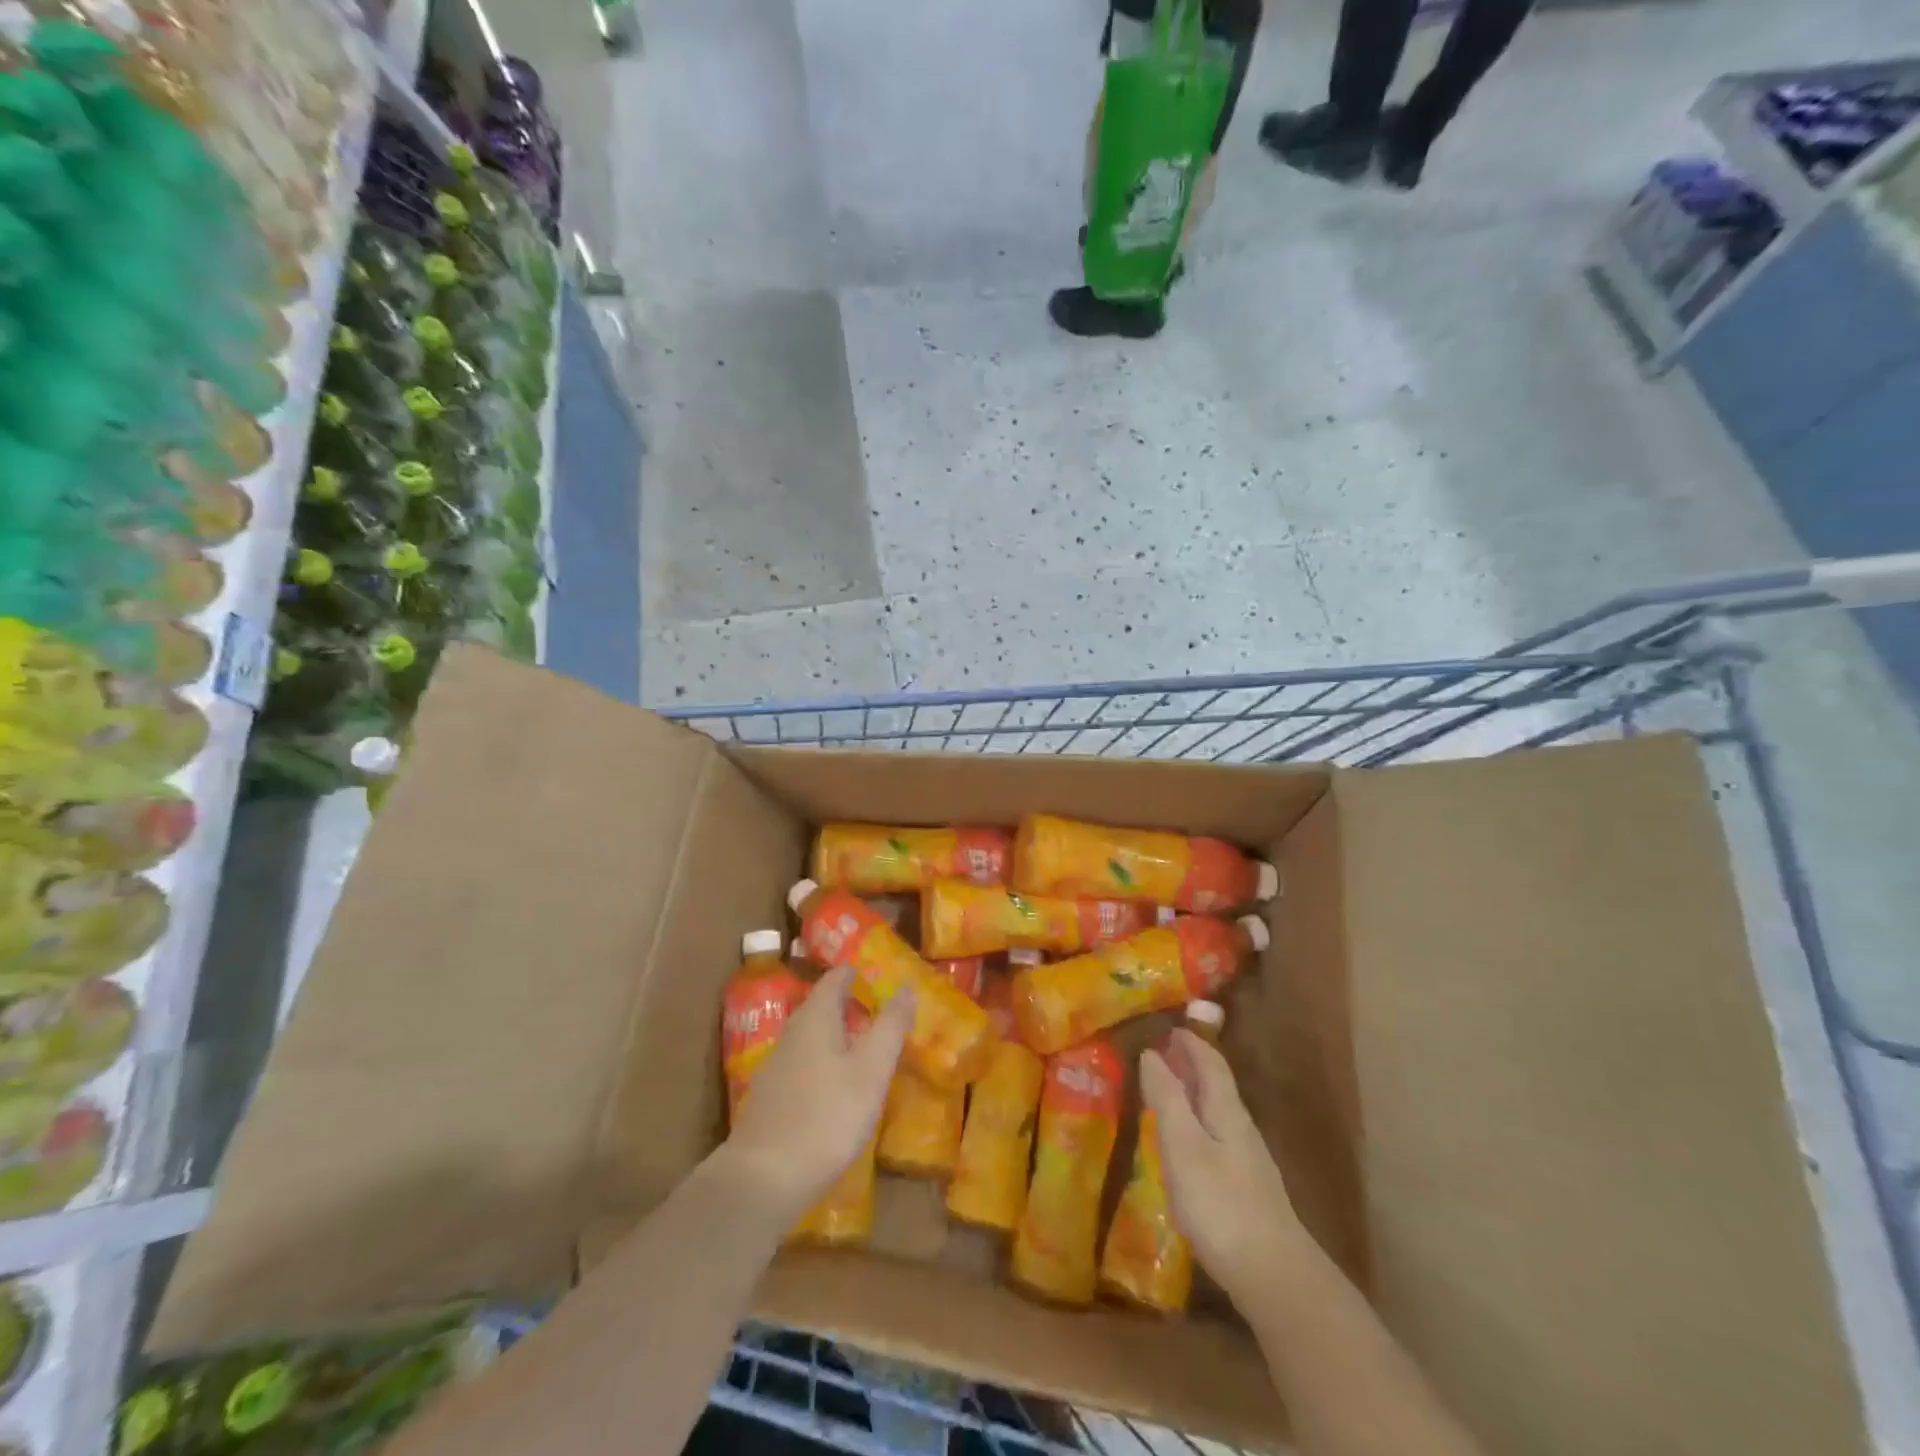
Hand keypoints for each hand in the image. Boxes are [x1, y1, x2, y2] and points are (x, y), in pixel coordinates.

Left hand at [723, 967, 913, 1219]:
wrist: (763, 1178)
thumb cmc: (827, 1116)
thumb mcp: (871, 1071)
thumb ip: (890, 1027)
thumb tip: (906, 986)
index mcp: (816, 1018)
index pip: (834, 979)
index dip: (853, 972)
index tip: (874, 973)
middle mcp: (791, 1033)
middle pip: (819, 1006)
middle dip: (846, 1004)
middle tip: (876, 1011)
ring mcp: (776, 1066)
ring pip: (809, 1037)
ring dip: (834, 1035)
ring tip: (862, 1047)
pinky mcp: (769, 1098)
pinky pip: (801, 1064)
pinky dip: (822, 1062)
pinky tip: (835, 1087)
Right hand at [1140, 1028, 1310, 1302]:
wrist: (1275, 1278)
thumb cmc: (1221, 1205)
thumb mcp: (1183, 1147)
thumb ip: (1167, 1100)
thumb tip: (1152, 1053)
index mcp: (1227, 1112)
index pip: (1211, 1064)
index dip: (1192, 1043)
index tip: (1171, 1027)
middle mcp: (1241, 1129)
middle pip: (1217, 1087)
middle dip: (1192, 1066)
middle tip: (1163, 1055)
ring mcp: (1248, 1163)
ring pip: (1217, 1114)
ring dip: (1193, 1096)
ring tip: (1166, 1095)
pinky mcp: (1246, 1191)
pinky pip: (1217, 1140)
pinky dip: (1197, 1126)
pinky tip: (1185, 1147)